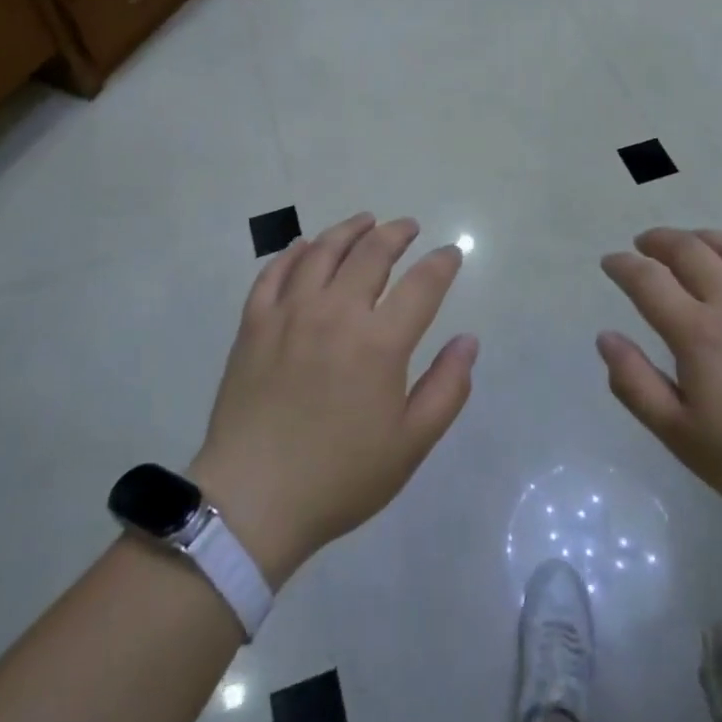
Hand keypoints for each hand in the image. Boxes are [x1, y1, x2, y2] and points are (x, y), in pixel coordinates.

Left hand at [191, 214, 475, 587]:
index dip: (442, 263)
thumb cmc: (340, 477)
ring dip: (349, 230)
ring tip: (365, 221)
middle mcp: (336, 312)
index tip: (451, 253)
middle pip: (371, 253)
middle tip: (408, 227)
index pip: (422, 284)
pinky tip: (305, 246)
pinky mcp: (254, 322)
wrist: (252, 500)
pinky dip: (294, 252)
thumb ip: (447, 388)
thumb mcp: (410, 444)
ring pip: (323, 251)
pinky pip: (275, 271)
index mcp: (380, 342)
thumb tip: (469, 340)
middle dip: (396, 234)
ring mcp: (289, 312)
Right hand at [598, 228, 721, 544]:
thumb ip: (636, 384)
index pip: (648, 280)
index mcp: (698, 334)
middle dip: (658, 241)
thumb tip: (606, 337)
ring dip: (701, 237)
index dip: (623, 265)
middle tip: (643, 245)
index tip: (610, 263)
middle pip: (689, 250)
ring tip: (687, 242)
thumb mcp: (683, 438)